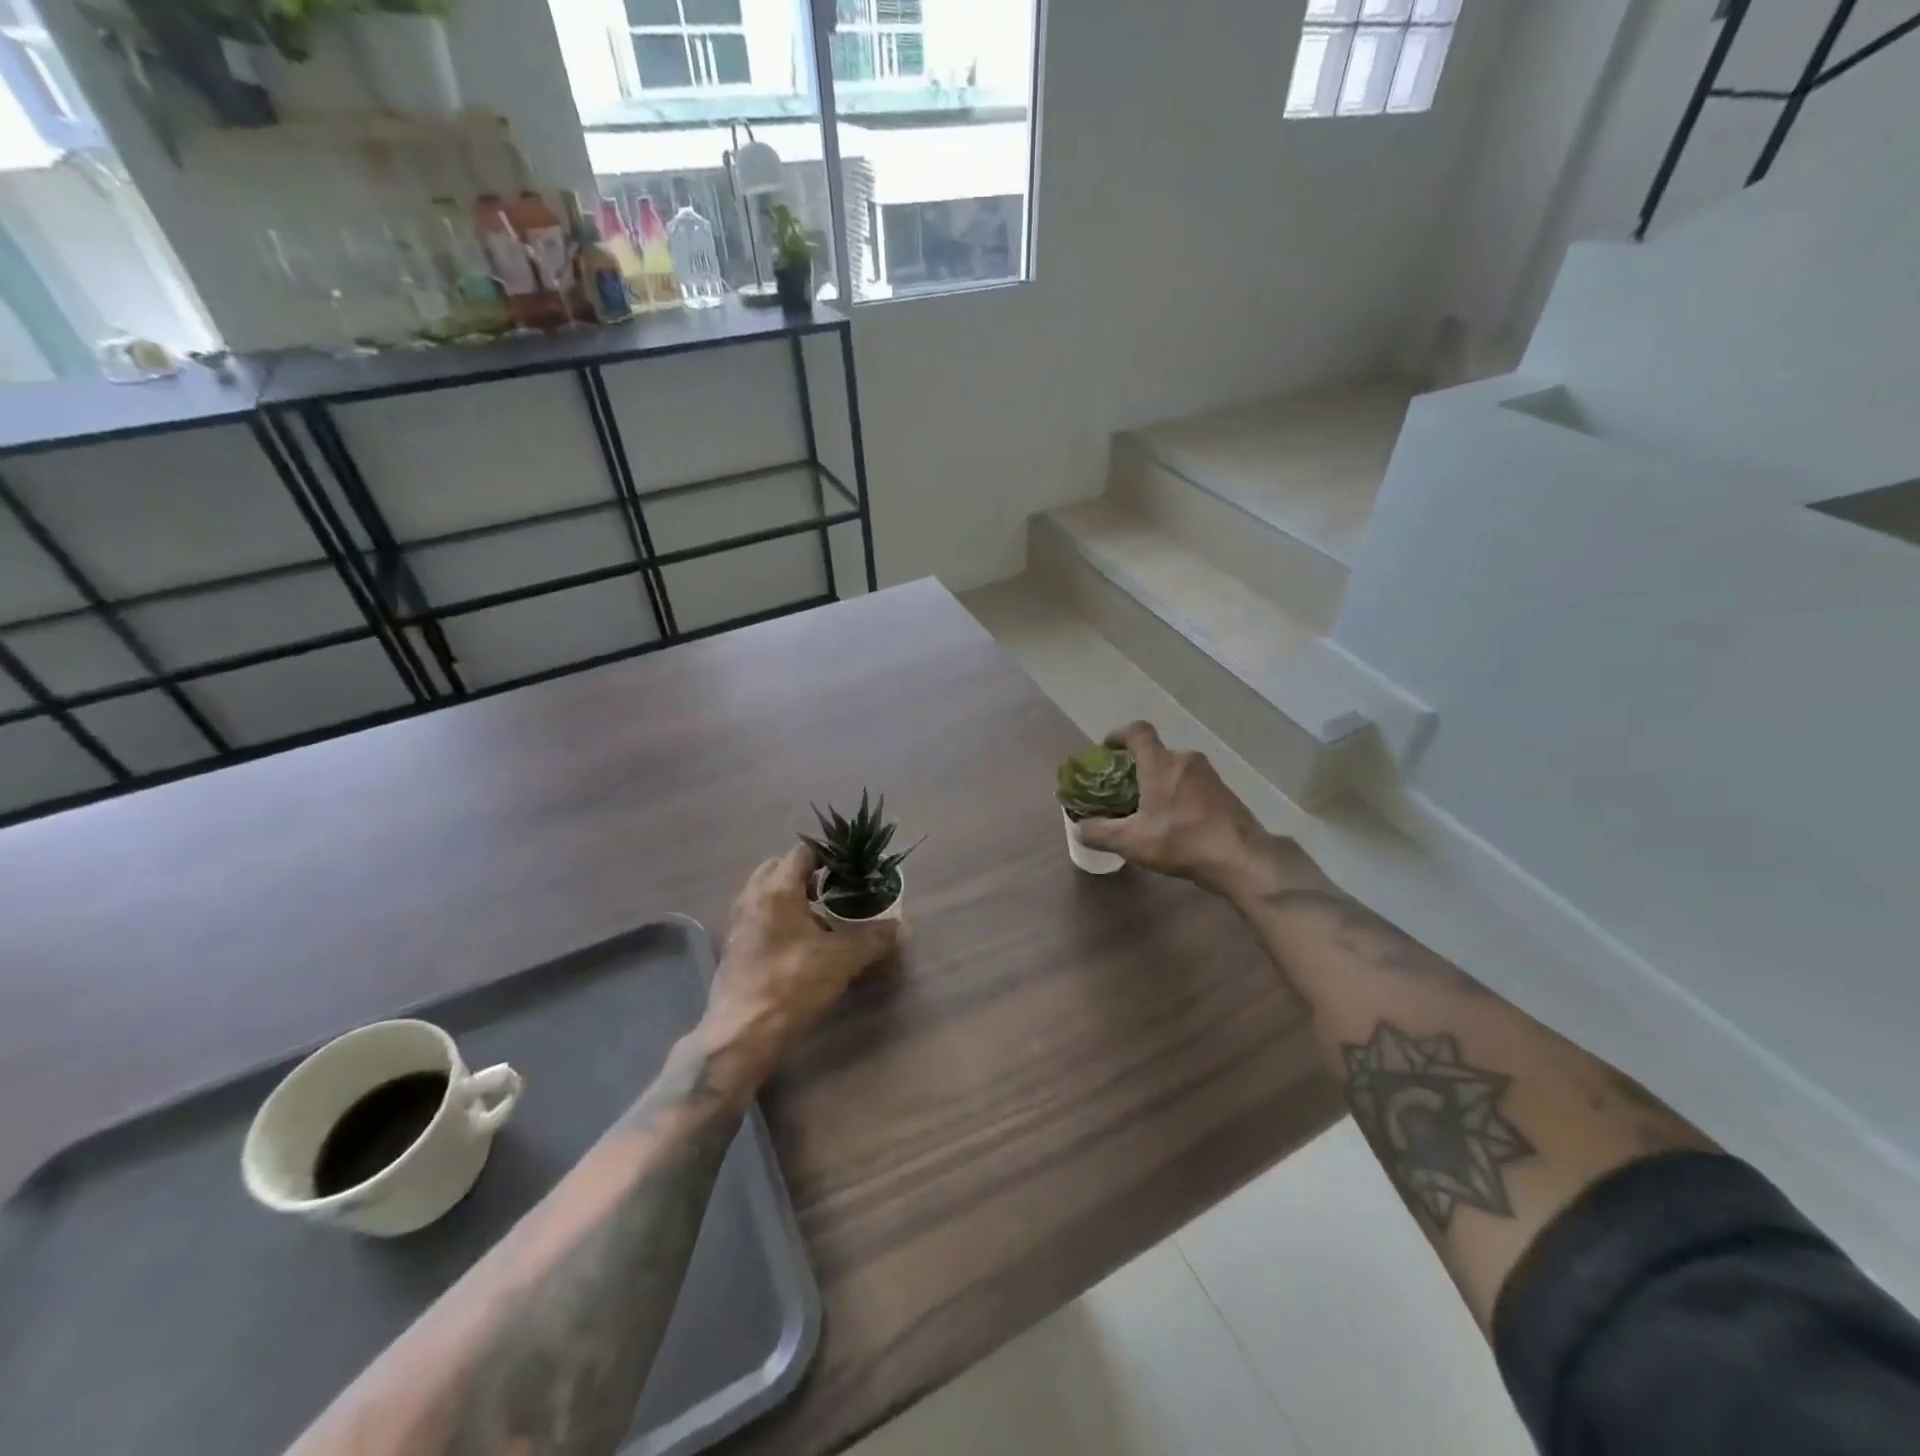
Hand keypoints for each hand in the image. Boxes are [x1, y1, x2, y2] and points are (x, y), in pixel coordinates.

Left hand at [699, 844, 901, 1091]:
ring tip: (818, 915)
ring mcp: (738, 924)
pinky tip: (797, 942)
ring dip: (789, 896)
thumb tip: (900, 928)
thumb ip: (873, 938)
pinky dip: (776, 918)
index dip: (827, 856)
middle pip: (778, 868)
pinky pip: (757, 917)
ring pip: (764, 893)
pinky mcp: (733, 949)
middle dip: (805, 873)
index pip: (801, 852)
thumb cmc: (792, 984)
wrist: (742, 1034)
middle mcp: (752, 898)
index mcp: (777, 890)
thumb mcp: (842, 960)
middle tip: (833, 890)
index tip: (849, 870)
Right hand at [1075, 721, 1310, 900]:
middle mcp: (1185, 759)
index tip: (1107, 749)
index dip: (1119, 735)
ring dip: (1160, 782)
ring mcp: (1209, 775)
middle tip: (1124, 791)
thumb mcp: (1131, 842)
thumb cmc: (1181, 841)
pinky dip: (1179, 794)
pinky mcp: (1225, 792)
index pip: (1138, 731)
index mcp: (1160, 762)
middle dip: (1137, 768)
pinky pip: (1193, 784)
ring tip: (1149, 810)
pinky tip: (1176, 822)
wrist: (1241, 858)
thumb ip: (1100, 833)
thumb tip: (1079, 828)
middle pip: (1156, 753)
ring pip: (1176, 769)